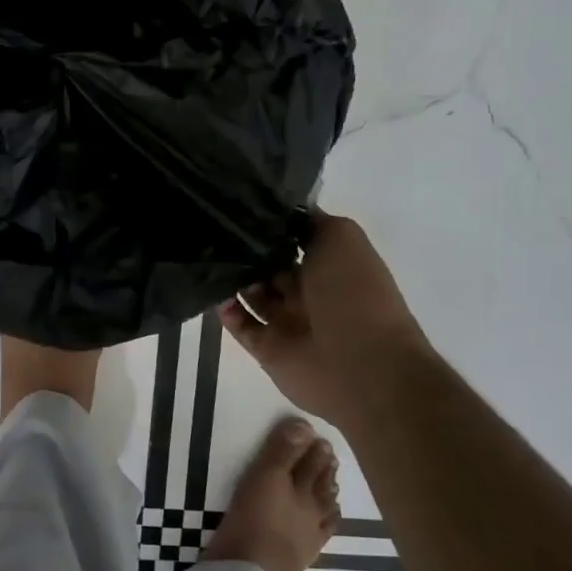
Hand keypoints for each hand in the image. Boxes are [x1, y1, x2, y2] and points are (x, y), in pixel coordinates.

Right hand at [220, 211, 429, 426]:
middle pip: (269, 264)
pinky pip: (241, 325)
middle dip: (246, 248)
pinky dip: (226, 310)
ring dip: (234, 277)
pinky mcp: (268, 349)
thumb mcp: (342, 237)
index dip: (270, 223)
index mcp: (330, 264)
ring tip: (209, 256)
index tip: (238, 205)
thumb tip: (282, 211)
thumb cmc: (355, 294)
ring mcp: (288, 321)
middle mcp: (309, 291)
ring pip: (252, 293)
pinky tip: (214, 292)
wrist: (362, 365)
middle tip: (215, 229)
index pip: (294, 238)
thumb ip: (311, 220)